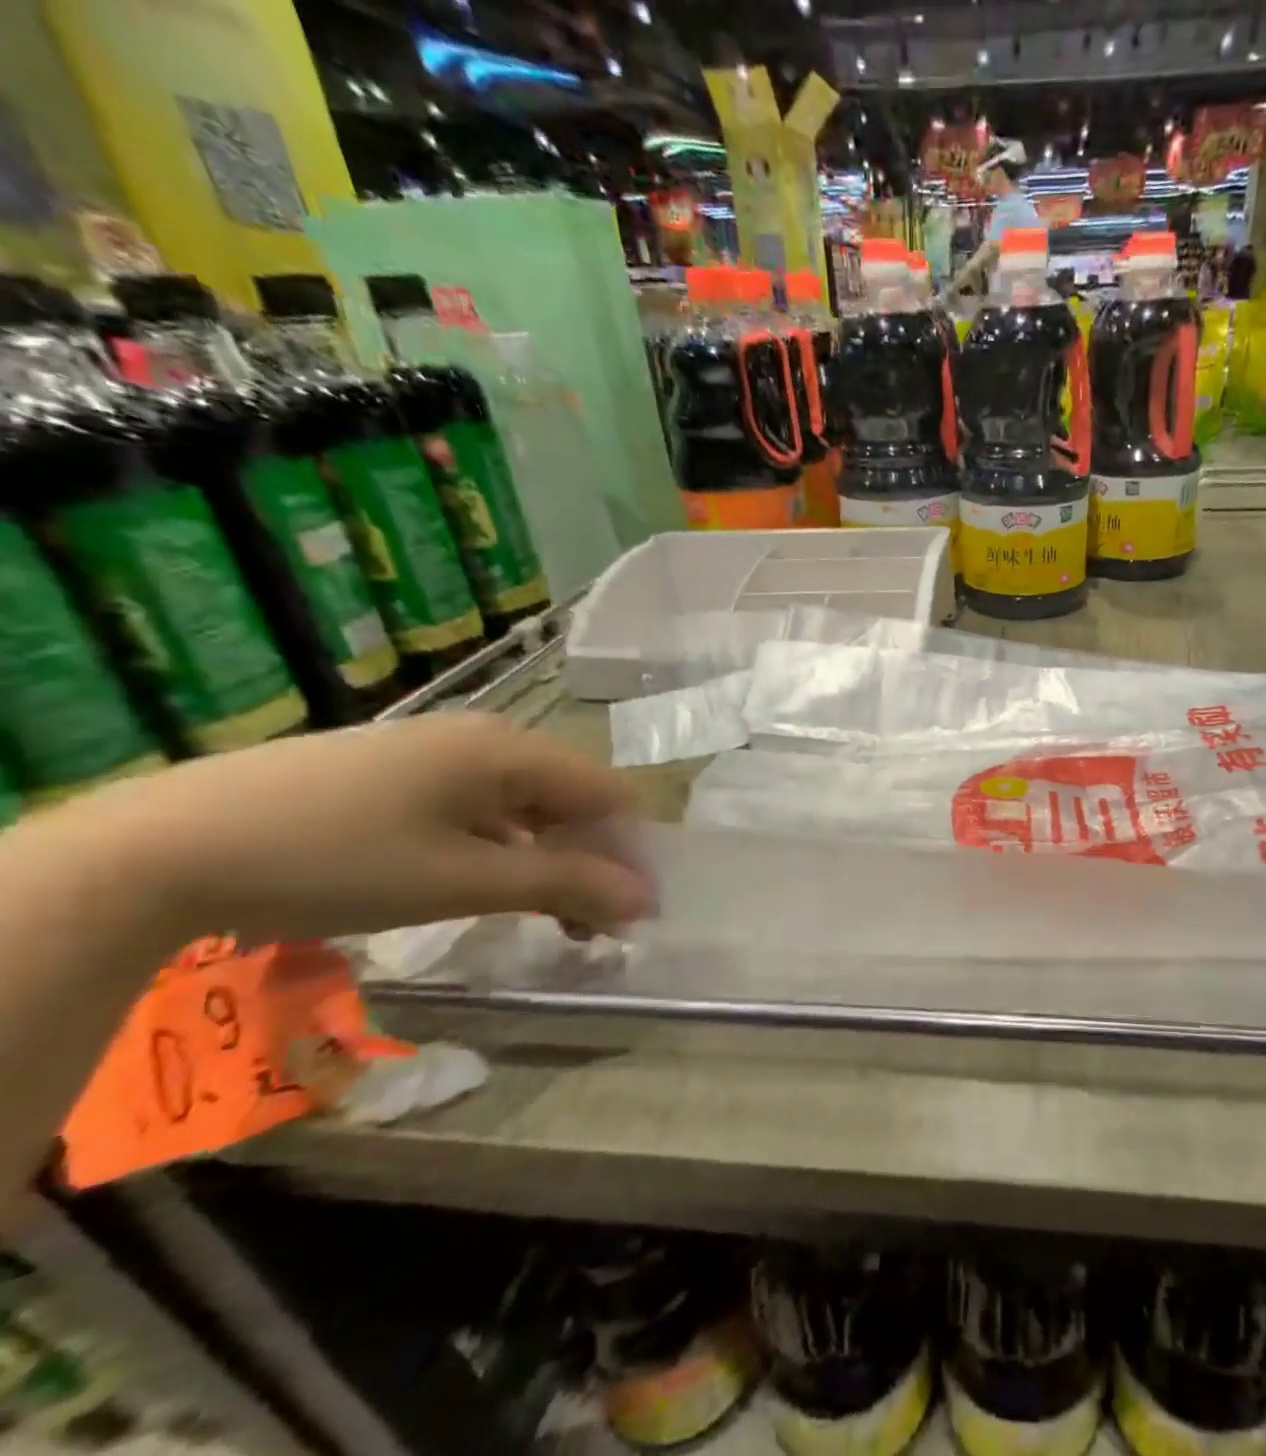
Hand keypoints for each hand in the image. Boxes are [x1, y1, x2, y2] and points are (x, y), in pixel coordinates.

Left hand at [54, 715, 651, 946]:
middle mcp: (483, 738)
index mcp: (509, 750)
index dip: (632, 850)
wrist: (164, 849)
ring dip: (547, 859)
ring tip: (545, 918)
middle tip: (592, 927)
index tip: (636, 910)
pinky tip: (484, 885)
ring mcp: (434, 752)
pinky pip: (476, 806)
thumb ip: (564, 885)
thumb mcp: (464, 880)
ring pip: (522, 804)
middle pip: (569, 797)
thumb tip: (644, 899)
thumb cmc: (340, 861)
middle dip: (591, 860)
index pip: (607, 793)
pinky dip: (500, 848)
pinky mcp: (394, 773)